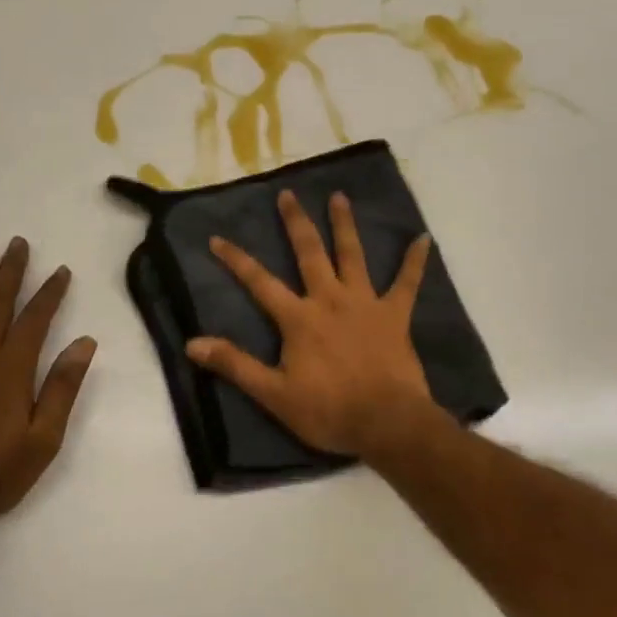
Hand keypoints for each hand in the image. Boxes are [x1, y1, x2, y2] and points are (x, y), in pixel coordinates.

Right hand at [185, 190, 440, 458]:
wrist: (387, 422)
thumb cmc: (328, 410)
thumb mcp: (273, 394)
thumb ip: (235, 365)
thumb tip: (192, 343)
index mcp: (299, 318)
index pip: (260, 282)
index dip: (237, 260)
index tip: (218, 237)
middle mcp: (330, 299)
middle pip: (309, 253)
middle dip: (296, 223)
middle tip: (288, 194)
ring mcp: (365, 303)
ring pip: (353, 255)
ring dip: (344, 225)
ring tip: (339, 196)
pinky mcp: (395, 315)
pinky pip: (407, 283)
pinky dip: (415, 261)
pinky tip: (423, 239)